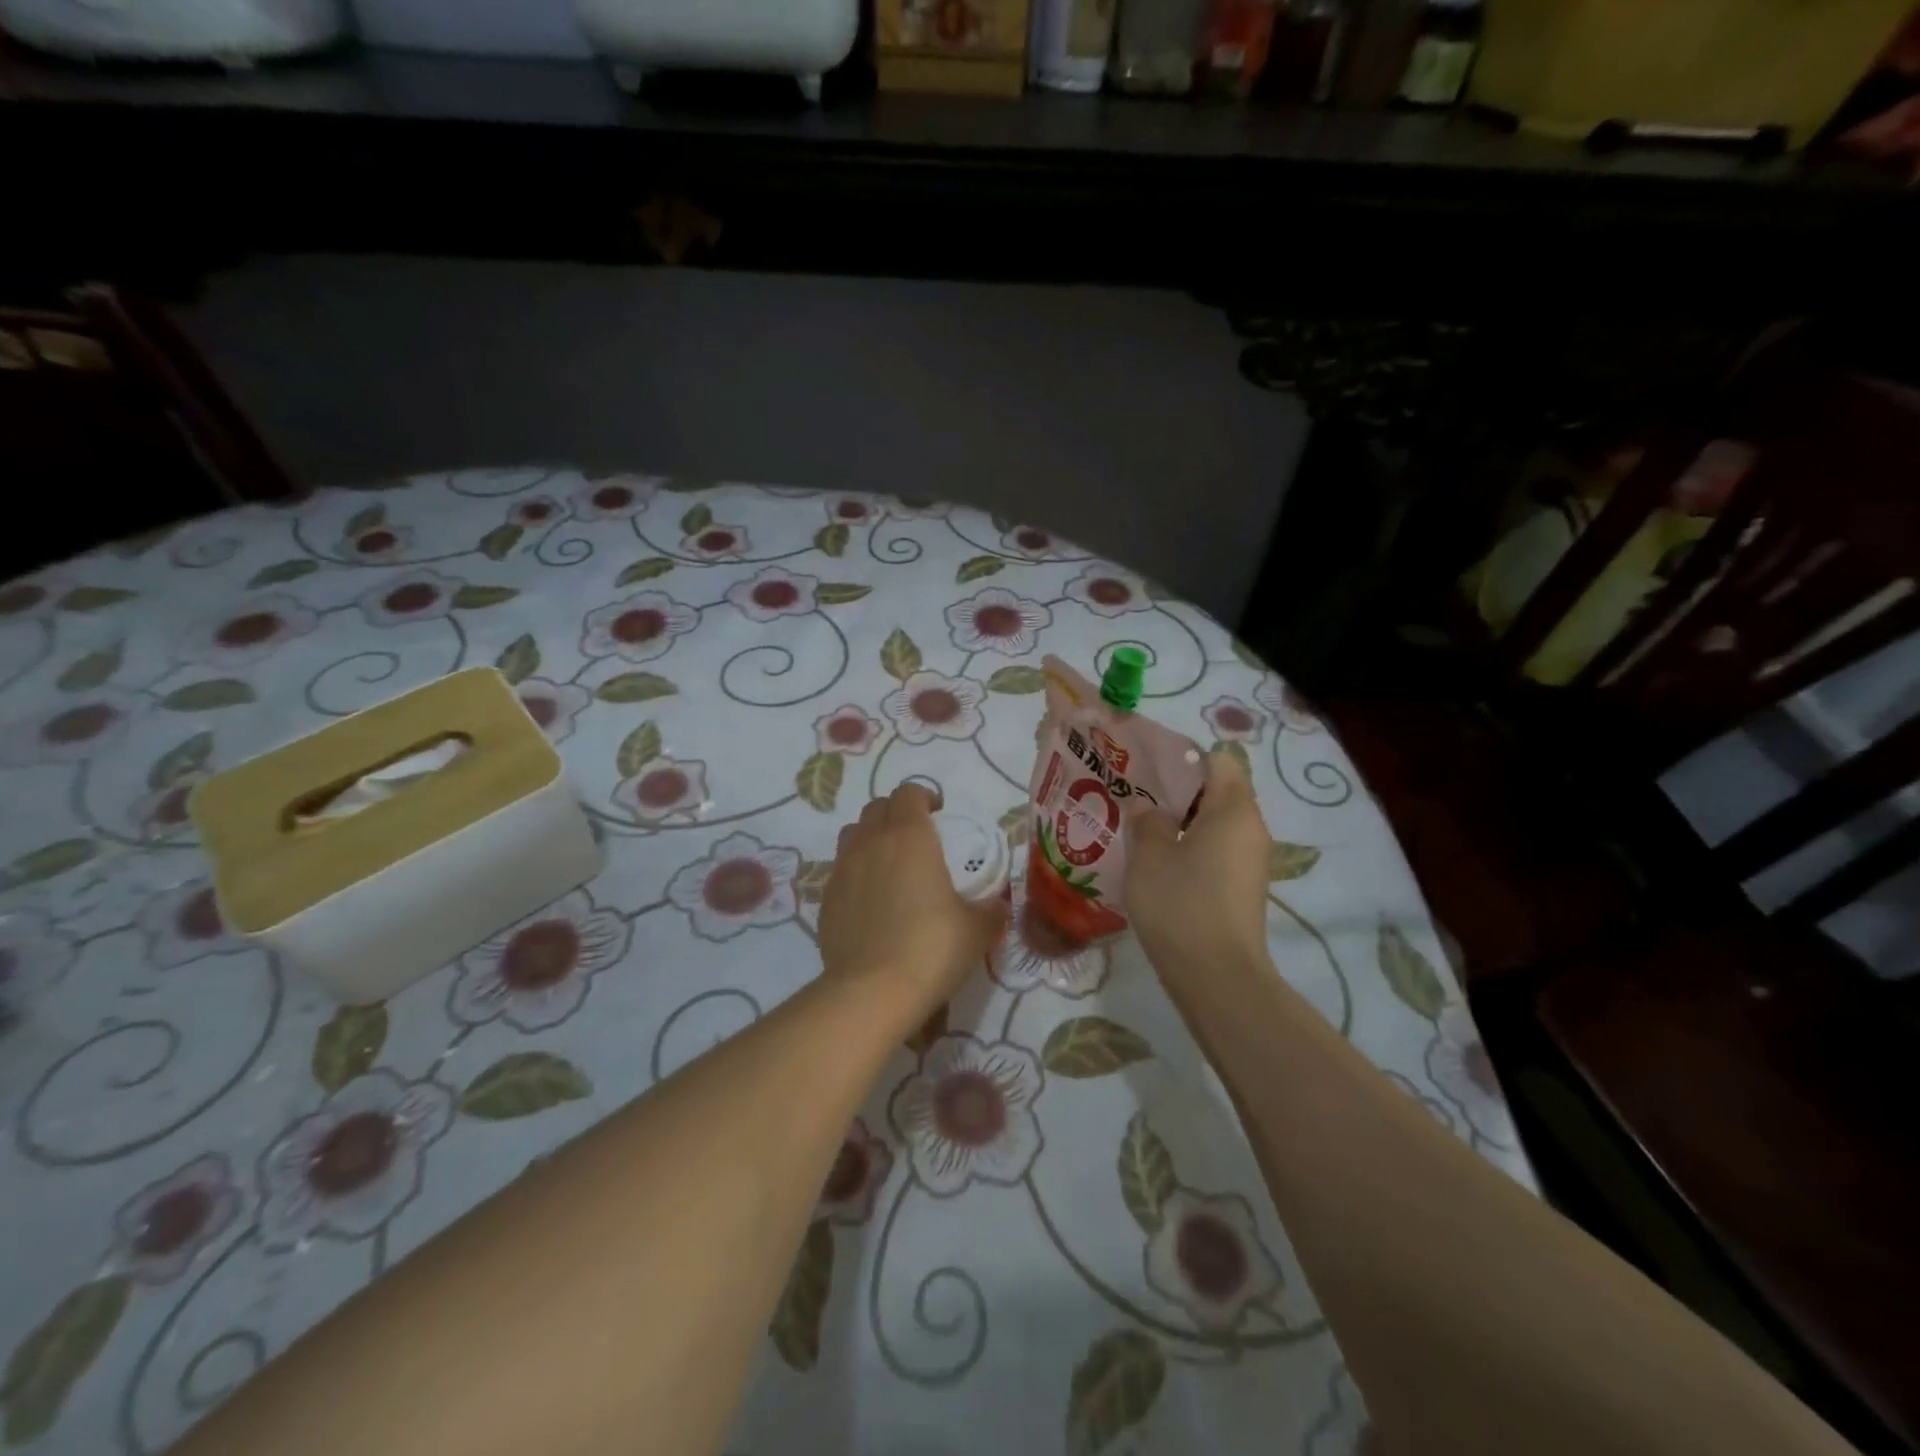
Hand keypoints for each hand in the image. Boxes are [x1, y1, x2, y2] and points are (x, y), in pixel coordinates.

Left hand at [819, 784, 1006, 1023]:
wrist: (872, 991)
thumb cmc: (931, 948)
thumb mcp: (976, 930)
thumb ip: (991, 911)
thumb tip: (998, 906)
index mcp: (909, 836)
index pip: (909, 793)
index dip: (924, 797)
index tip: (939, 814)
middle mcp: (871, 843)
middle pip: (877, 807)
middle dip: (896, 813)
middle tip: (917, 837)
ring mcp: (842, 870)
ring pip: (852, 834)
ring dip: (871, 837)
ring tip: (890, 864)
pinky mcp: (826, 900)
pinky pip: (841, 871)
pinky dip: (856, 873)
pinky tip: (872, 902)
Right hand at [1127, 748, 1272, 982]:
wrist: (1217, 977)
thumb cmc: (1181, 903)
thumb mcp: (1150, 855)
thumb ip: (1146, 820)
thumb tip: (1146, 806)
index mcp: (1234, 810)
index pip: (1219, 761)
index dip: (1184, 759)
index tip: (1147, 770)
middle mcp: (1251, 830)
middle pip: (1217, 793)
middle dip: (1176, 793)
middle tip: (1134, 799)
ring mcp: (1249, 862)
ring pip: (1213, 826)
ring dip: (1179, 824)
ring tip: (1139, 830)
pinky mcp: (1241, 889)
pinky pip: (1215, 852)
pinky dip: (1188, 849)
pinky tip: (1156, 864)